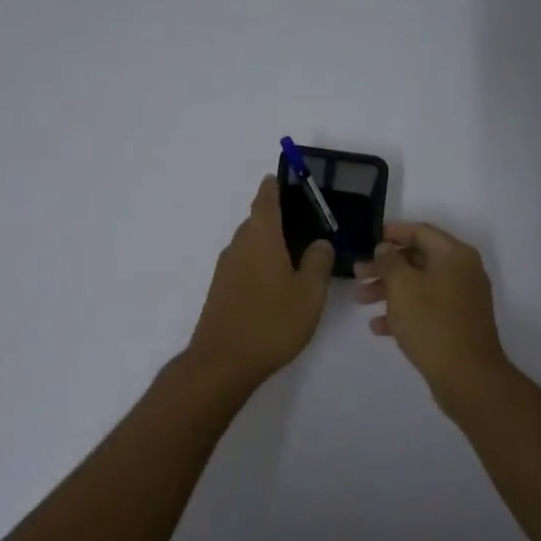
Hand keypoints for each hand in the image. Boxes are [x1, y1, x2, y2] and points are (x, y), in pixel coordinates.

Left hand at [186, 176, 334, 386]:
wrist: (222, 362)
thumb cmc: (271, 323)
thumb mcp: (309, 293)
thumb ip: (318, 262)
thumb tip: (319, 242)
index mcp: (261, 238)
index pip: (266, 200)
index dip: (274, 187)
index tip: (283, 178)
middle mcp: (239, 246)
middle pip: (257, 220)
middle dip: (277, 217)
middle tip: (306, 223)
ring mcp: (226, 269)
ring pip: (250, 243)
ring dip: (269, 242)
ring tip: (296, 253)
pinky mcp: (221, 290)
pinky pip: (243, 263)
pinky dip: (260, 261)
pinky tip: (277, 281)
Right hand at [355, 222, 509, 400]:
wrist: (467, 376)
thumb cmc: (432, 322)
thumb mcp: (402, 286)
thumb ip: (389, 261)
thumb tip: (386, 248)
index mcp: (455, 255)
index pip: (421, 231)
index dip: (393, 233)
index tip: (368, 240)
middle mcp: (463, 272)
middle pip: (418, 259)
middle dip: (385, 266)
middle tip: (357, 275)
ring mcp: (462, 299)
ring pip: (420, 285)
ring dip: (389, 290)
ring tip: (361, 301)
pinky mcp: (457, 324)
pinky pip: (427, 308)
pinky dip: (404, 311)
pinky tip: (378, 327)